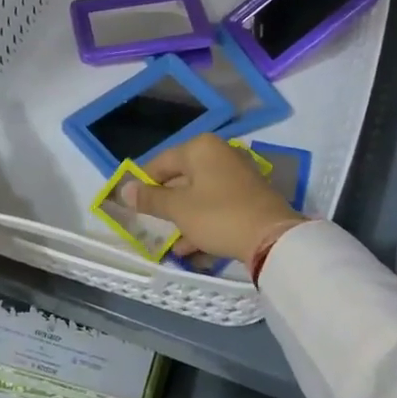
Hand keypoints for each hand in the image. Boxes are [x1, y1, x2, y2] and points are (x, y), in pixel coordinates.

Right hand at [122, 135, 304, 265]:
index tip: (132, 206)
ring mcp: (237, 175)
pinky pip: (216, 206)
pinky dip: (202, 223)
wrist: (272, 238)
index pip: (160, 162)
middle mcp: (219, 154)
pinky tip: (189, 249)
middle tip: (149, 225)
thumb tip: (124, 190)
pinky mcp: (248, 197)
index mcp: (200, 148)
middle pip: (181, 177)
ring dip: (182, 218)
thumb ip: (150, 199)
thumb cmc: (218, 216)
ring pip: (199, 195)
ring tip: (168, 241)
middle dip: (165, 204)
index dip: (143, 184)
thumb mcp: (178, 209)